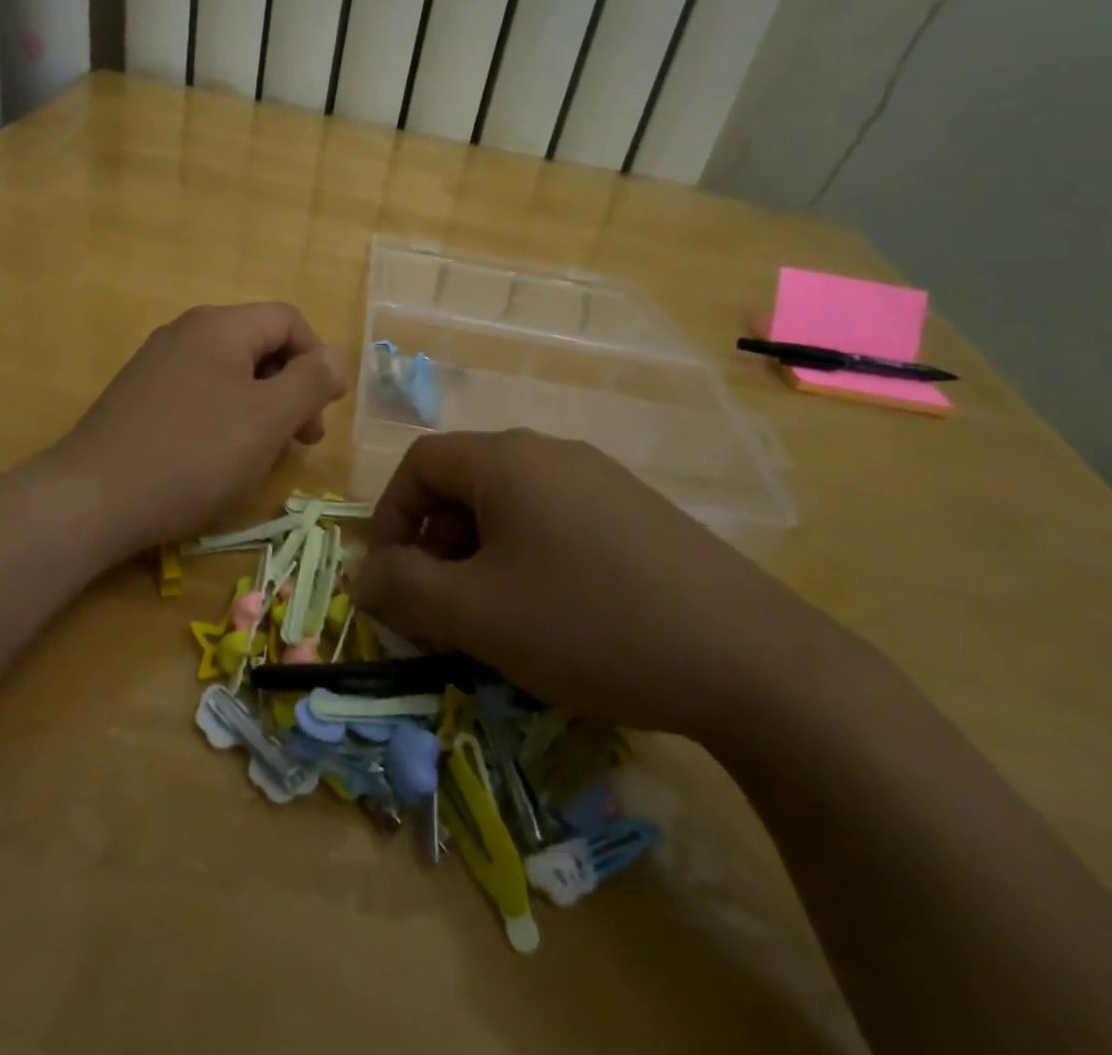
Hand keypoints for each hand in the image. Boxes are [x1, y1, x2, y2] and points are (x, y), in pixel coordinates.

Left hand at [53, 303, 345, 556]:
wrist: (91, 500)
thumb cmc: (194, 455)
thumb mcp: (267, 419)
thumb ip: (310, 382)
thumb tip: (333, 358)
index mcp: (220, 326)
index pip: (288, 320)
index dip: (318, 358)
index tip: (326, 409)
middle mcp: (186, 332)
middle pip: (259, 345)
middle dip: (292, 388)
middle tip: (303, 440)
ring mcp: (158, 364)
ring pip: (231, 373)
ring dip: (262, 407)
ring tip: (266, 453)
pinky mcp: (139, 397)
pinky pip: (200, 393)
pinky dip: (226, 417)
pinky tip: (222, 458)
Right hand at [352, 430, 828, 741]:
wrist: (747, 659)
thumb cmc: (588, 623)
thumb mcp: (477, 615)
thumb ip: (404, 589)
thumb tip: (364, 574)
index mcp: (507, 458)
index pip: (420, 464)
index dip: (392, 518)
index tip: (393, 580)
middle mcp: (552, 452)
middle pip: (465, 483)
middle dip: (437, 544)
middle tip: (442, 610)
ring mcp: (602, 480)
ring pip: (511, 507)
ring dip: (481, 556)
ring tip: (496, 620)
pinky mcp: (637, 514)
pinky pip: (557, 523)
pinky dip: (530, 560)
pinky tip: (556, 616)